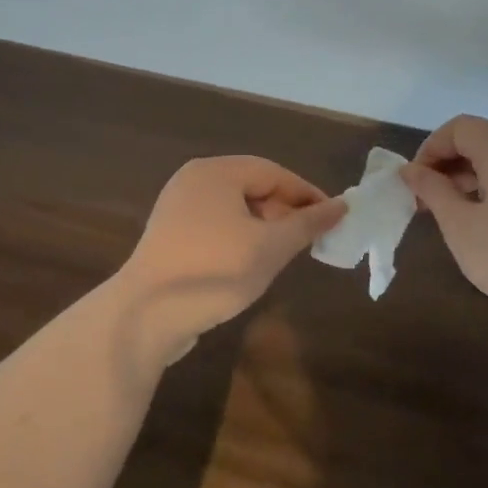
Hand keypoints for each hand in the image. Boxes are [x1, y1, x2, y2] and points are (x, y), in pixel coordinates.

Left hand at [118, 156, 343, 356]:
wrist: (146, 315)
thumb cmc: (215, 271)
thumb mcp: (271, 247)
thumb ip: (308, 224)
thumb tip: (342, 206)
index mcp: (216, 172)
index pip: (274, 172)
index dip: (307, 194)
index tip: (333, 219)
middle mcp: (194, 180)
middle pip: (253, 186)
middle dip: (285, 210)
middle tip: (310, 239)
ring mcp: (177, 207)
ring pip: (234, 207)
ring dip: (264, 226)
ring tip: (284, 253)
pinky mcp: (169, 234)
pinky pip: (215, 224)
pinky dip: (240, 236)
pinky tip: (251, 262)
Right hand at [403, 115, 487, 330]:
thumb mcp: (460, 225)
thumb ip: (432, 191)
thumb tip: (411, 170)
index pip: (458, 127)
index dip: (430, 149)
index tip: (415, 185)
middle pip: (478, 141)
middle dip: (446, 166)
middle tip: (426, 203)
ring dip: (466, 181)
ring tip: (450, 218)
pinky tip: (483, 227)